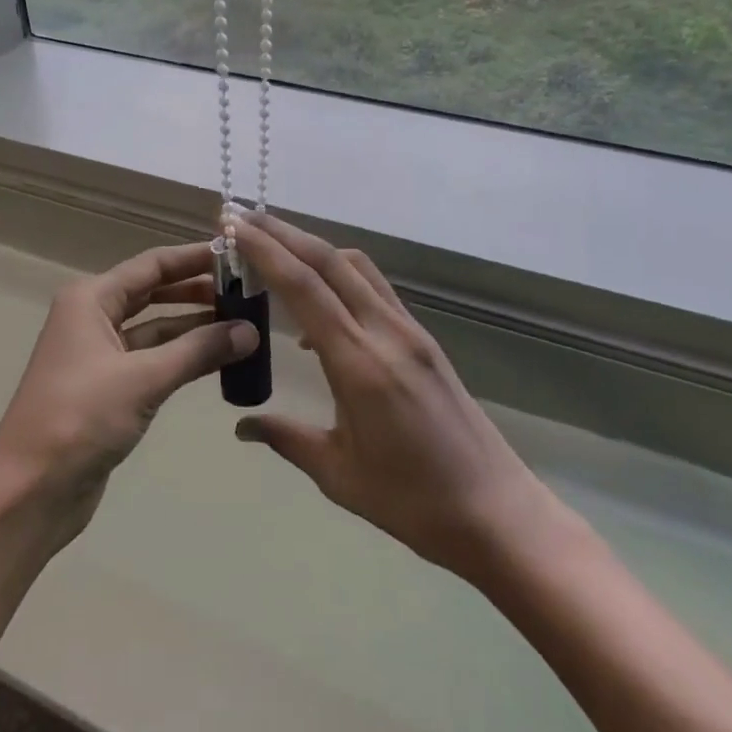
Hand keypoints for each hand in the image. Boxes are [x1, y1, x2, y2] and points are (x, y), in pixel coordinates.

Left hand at [0, 242, 258, 541]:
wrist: (30, 491)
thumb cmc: (79, 418)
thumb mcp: (143, 378)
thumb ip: (198, 350)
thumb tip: (251, 331)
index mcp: (91, 299)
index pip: (152, 265)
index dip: (194, 258)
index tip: (238, 254)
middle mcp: (93, 318)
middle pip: (154, 293)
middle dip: (198, 291)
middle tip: (248, 293)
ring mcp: (100, 355)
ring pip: (156, 329)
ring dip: (195, 327)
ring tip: (244, 325)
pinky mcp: (109, 390)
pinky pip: (153, 361)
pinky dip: (183, 358)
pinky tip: (218, 360)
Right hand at [233, 214, 550, 577]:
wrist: (498, 512)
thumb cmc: (414, 502)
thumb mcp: (338, 475)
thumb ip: (287, 439)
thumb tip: (242, 427)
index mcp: (359, 363)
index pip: (304, 287)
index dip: (265, 250)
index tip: (232, 225)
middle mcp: (385, 332)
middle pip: (329, 261)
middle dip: (282, 233)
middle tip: (241, 218)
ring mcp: (410, 331)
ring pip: (355, 267)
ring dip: (312, 248)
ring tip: (273, 250)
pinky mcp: (423, 340)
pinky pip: (374, 290)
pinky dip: (338, 277)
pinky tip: (317, 311)